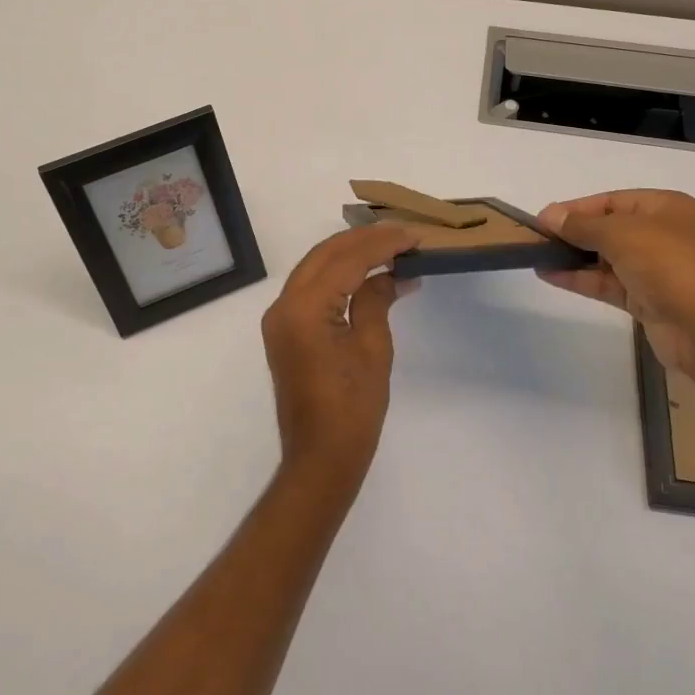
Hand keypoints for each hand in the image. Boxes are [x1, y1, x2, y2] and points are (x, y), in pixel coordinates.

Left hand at [261, 224, 419, 498]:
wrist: (320, 459)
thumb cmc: (352, 408)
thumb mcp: (372, 348)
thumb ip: (376, 300)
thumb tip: (391, 274)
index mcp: (303, 307)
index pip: (346, 259)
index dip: (382, 243)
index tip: (413, 235)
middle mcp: (284, 305)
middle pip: (325, 255)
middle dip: (364, 240)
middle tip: (402, 235)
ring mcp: (280, 318)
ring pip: (316, 267)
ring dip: (351, 254)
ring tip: (390, 247)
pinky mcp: (286, 331)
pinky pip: (312, 288)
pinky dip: (339, 275)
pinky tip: (367, 274)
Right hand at [537, 190, 694, 375]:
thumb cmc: (668, 265)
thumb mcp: (621, 233)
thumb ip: (582, 224)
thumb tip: (548, 215)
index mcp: (665, 208)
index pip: (611, 201)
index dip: (576, 208)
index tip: (542, 219)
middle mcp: (662, 234)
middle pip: (607, 228)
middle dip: (573, 233)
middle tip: (536, 239)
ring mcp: (654, 269)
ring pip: (605, 258)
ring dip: (573, 257)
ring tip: (536, 257)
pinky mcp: (646, 300)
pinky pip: (607, 283)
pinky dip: (581, 279)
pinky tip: (551, 275)